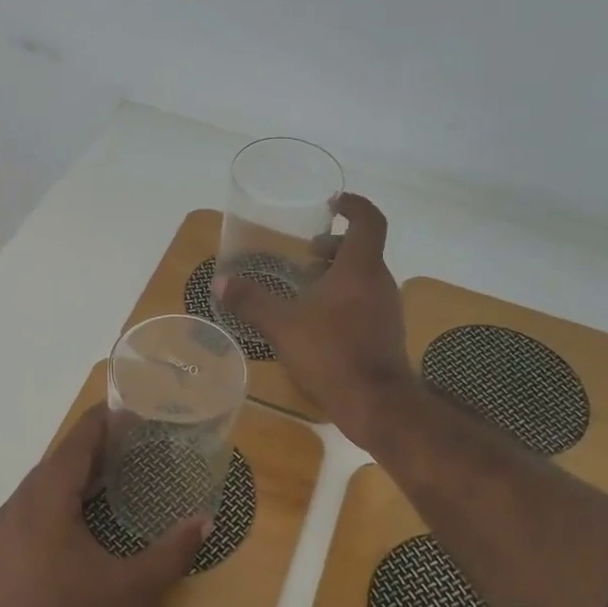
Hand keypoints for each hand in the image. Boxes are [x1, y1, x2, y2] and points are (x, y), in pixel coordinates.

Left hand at [0, 405, 207, 606]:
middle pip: (57, 462)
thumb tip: (206, 519)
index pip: (74, 443)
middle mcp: (15, 508)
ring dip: (75, 476)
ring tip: (115, 474)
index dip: (102, 421)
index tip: (130, 407)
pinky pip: (31, 511)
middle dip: (93, 448)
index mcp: (44, 502)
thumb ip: (171, 549)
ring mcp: (1, 534)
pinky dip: (59, 501)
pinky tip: (85, 517)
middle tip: (134, 441)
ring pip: (41, 487)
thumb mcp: (132, 589)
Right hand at [216, 192, 414, 450]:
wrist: (375, 403)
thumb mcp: (282, 325)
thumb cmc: (330, 353)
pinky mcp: (387, 332)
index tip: (334, 203)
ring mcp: (387, 308)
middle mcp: (379, 281)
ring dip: (338, 273)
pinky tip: (318, 320)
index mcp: (360, 268)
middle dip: (335, 246)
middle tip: (307, 253)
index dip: (354, 206)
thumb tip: (220, 282)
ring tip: (306, 287)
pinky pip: (366, 300)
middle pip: (363, 250)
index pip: (369, 221)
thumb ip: (251, 301)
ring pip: (364, 277)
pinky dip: (345, 297)